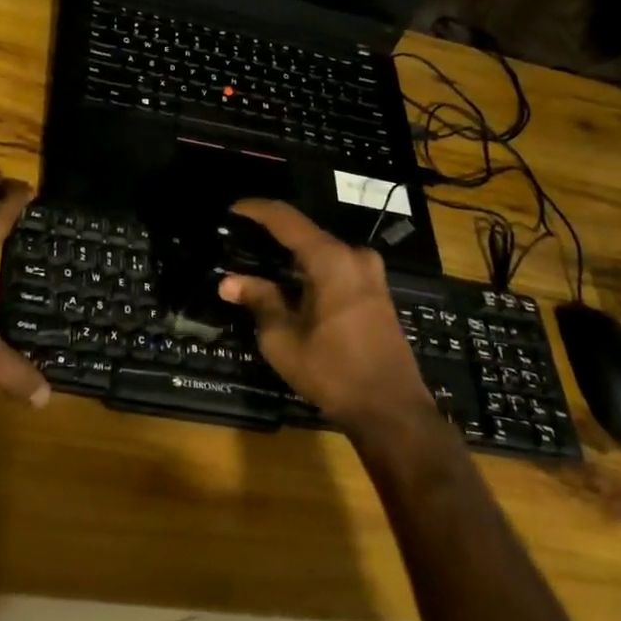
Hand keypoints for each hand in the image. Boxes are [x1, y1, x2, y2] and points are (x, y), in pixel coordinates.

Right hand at [218, 199, 432, 434]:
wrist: (392, 411)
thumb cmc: (333, 372)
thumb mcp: (283, 339)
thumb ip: (259, 300)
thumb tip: (228, 281)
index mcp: (330, 260)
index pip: (286, 219)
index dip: (256, 210)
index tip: (232, 209)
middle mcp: (354, 257)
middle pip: (304, 233)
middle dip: (271, 235)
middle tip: (240, 241)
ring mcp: (370, 274)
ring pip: (321, 251)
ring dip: (291, 254)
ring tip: (258, 261)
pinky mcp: (376, 292)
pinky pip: (336, 267)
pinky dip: (310, 269)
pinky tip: (289, 283)